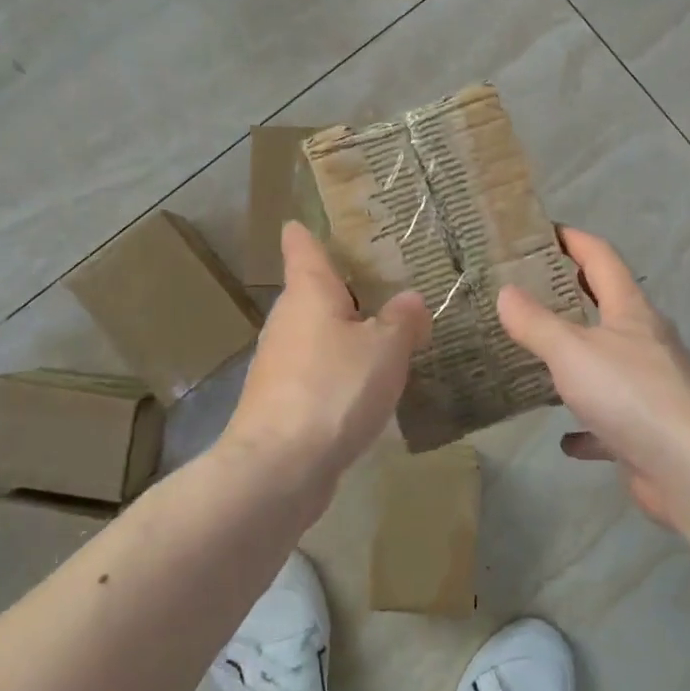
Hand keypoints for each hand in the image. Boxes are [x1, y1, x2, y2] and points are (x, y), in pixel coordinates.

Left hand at [222, 222, 429, 502]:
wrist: (279, 469)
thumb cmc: (334, 389)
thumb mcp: (385, 349)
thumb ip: (403, 319)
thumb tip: (410, 301)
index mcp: (308, 290)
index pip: (302, 243)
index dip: (313, 229)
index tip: (337, 221)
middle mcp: (287, 318)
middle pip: (315, 289)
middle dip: (350, 286)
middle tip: (394, 280)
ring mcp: (280, 361)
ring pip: (319, 332)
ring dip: (348, 331)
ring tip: (392, 331)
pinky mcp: (282, 399)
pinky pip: (319, 369)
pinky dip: (341, 369)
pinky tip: (371, 385)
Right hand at [497, 227, 689, 528]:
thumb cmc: (631, 394)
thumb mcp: (571, 351)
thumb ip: (535, 322)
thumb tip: (505, 292)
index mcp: (631, 311)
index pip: (601, 257)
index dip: (572, 239)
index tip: (540, 231)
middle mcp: (645, 341)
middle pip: (607, 305)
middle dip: (571, 293)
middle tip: (527, 288)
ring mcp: (650, 386)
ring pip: (607, 362)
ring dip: (577, 359)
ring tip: (538, 357)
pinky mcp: (648, 429)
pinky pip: (610, 420)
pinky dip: (587, 425)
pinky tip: (565, 437)